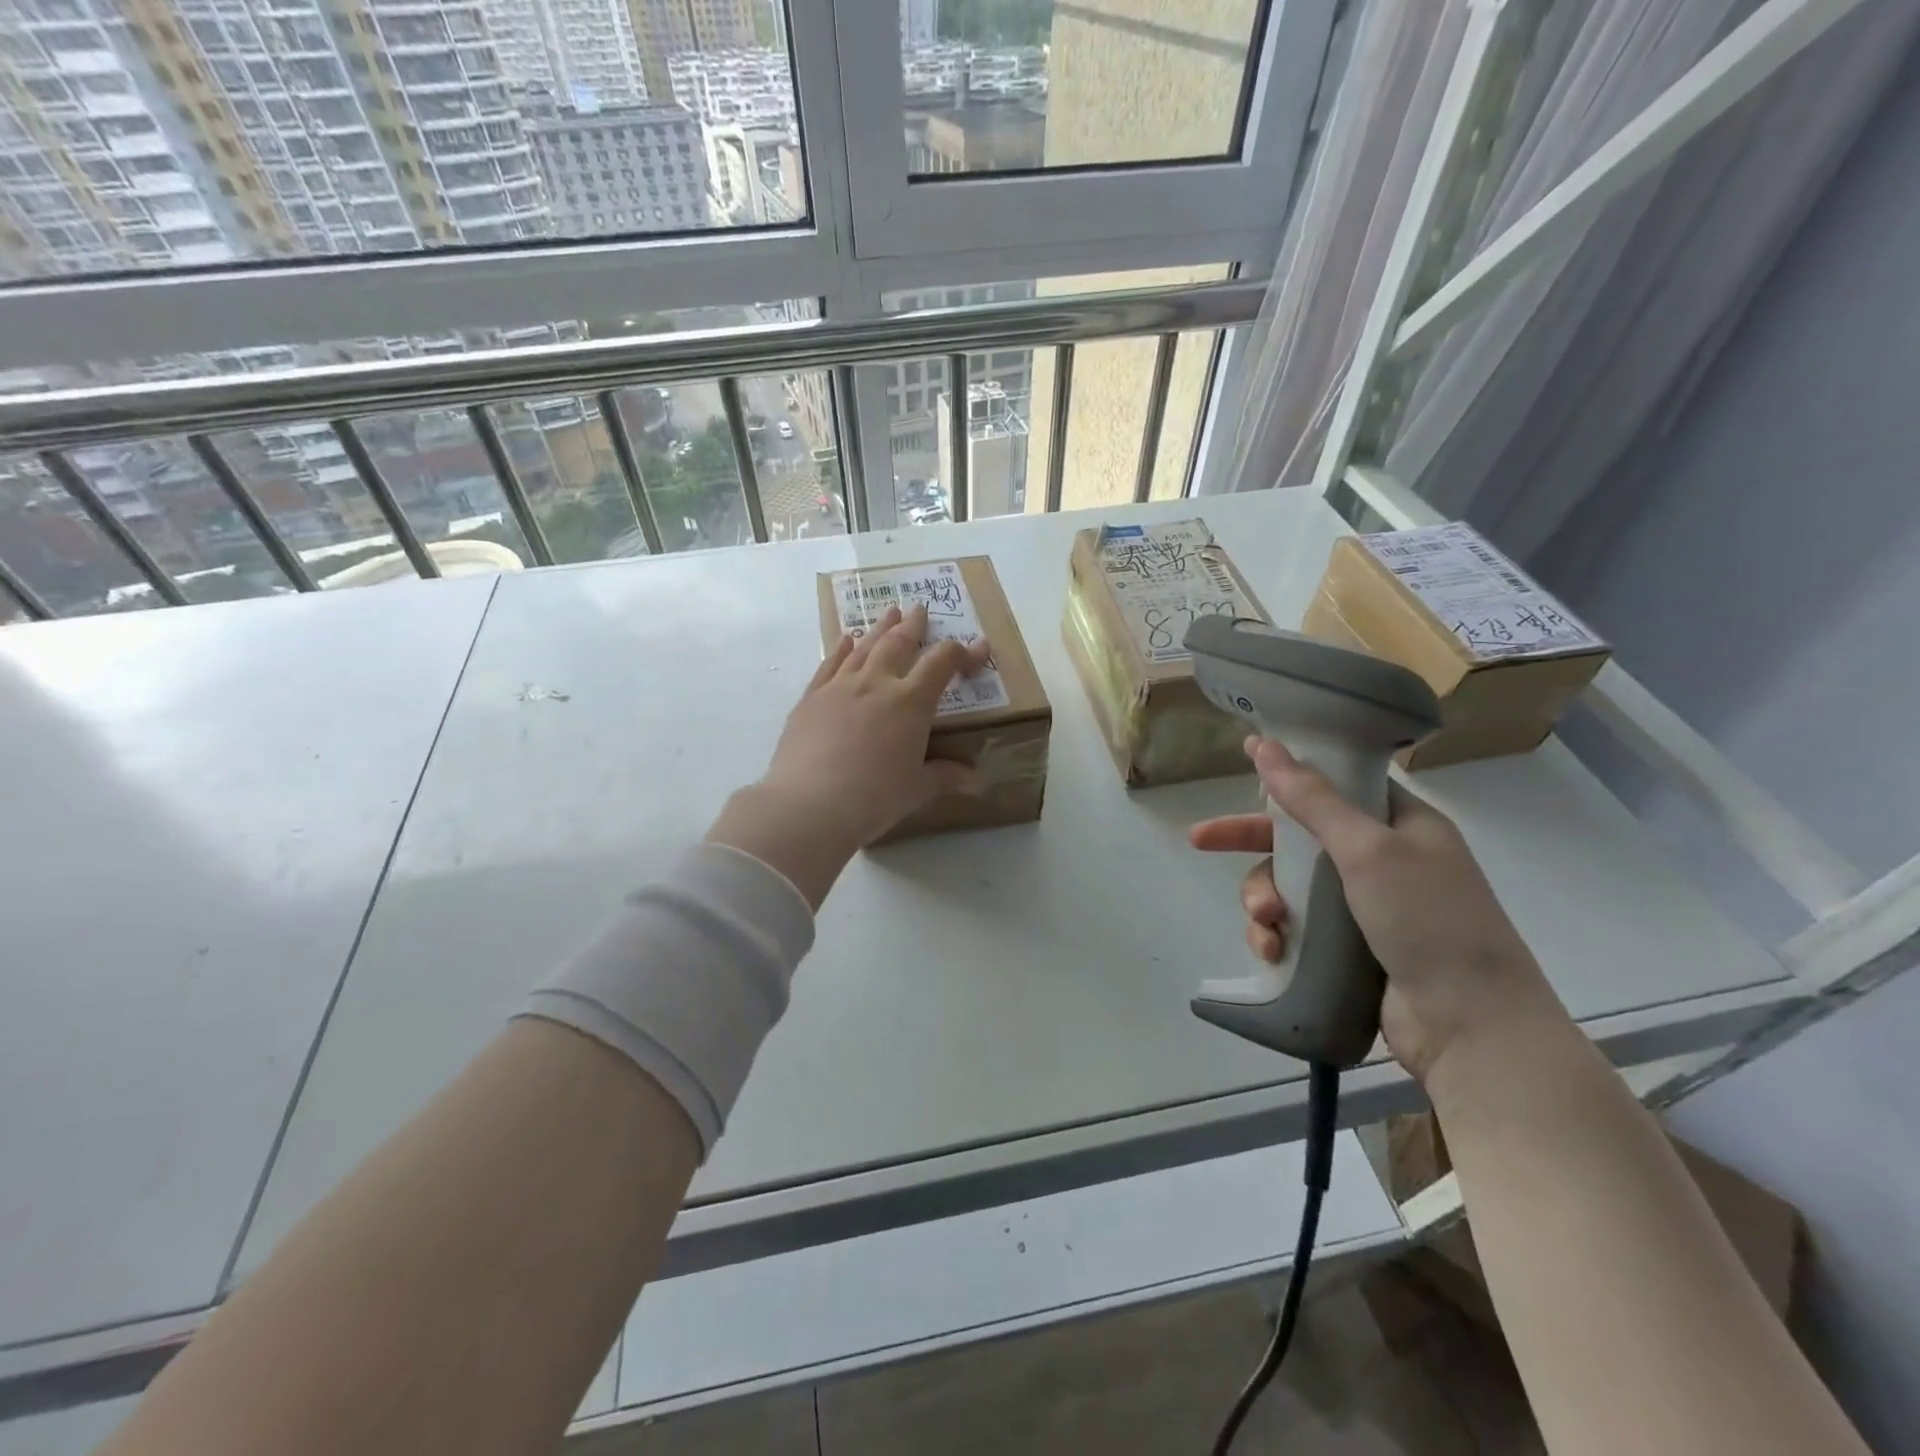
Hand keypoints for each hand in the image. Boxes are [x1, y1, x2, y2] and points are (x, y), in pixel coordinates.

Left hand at [706, 604, 991, 908]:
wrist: (809, 805)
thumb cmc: (873, 798)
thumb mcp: (916, 790)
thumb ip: (945, 777)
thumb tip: (977, 780)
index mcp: (910, 702)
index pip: (942, 664)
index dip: (964, 652)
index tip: (979, 648)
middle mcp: (876, 683)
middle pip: (899, 643)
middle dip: (914, 626)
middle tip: (920, 610)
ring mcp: (840, 687)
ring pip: (864, 647)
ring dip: (880, 629)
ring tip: (889, 614)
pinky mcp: (811, 698)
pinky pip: (830, 664)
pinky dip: (840, 649)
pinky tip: (845, 640)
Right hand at [1188, 737, 1564, 1082]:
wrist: (1471, 1026)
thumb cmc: (1427, 920)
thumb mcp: (1367, 849)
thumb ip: (1311, 798)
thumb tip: (1263, 745)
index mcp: (1400, 824)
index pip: (1335, 785)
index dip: (1289, 777)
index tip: (1244, 770)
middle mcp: (1382, 860)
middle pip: (1299, 836)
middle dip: (1249, 842)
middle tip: (1199, 840)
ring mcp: (1364, 907)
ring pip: (1288, 884)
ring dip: (1263, 898)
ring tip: (1265, 921)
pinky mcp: (1347, 949)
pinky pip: (1295, 926)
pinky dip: (1275, 935)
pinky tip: (1270, 950)